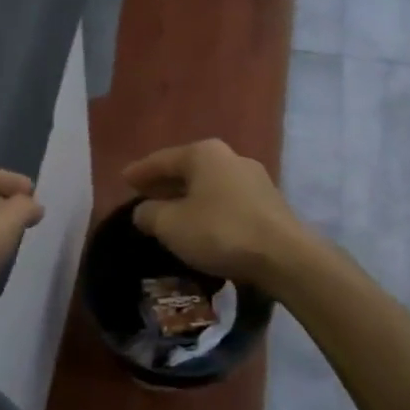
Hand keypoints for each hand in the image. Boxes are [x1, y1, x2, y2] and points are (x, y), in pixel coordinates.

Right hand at [123, 139, 312, 291]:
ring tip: (172, 213)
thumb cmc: (220, 232)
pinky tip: (202, 225)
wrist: (285, 256)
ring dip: (189, 197)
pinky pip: (227, 201)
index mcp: (203, 153)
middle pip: (188, 169)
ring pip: (209, 185)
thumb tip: (143, 211)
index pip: (162, 159)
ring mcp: (254, 179)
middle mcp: (230, 157)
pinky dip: (209, 209)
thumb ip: (150, 214)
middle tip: (144, 194)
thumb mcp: (171, 225)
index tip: (123, 178)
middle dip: (165, 183)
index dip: (140, 171)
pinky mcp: (269, 203)